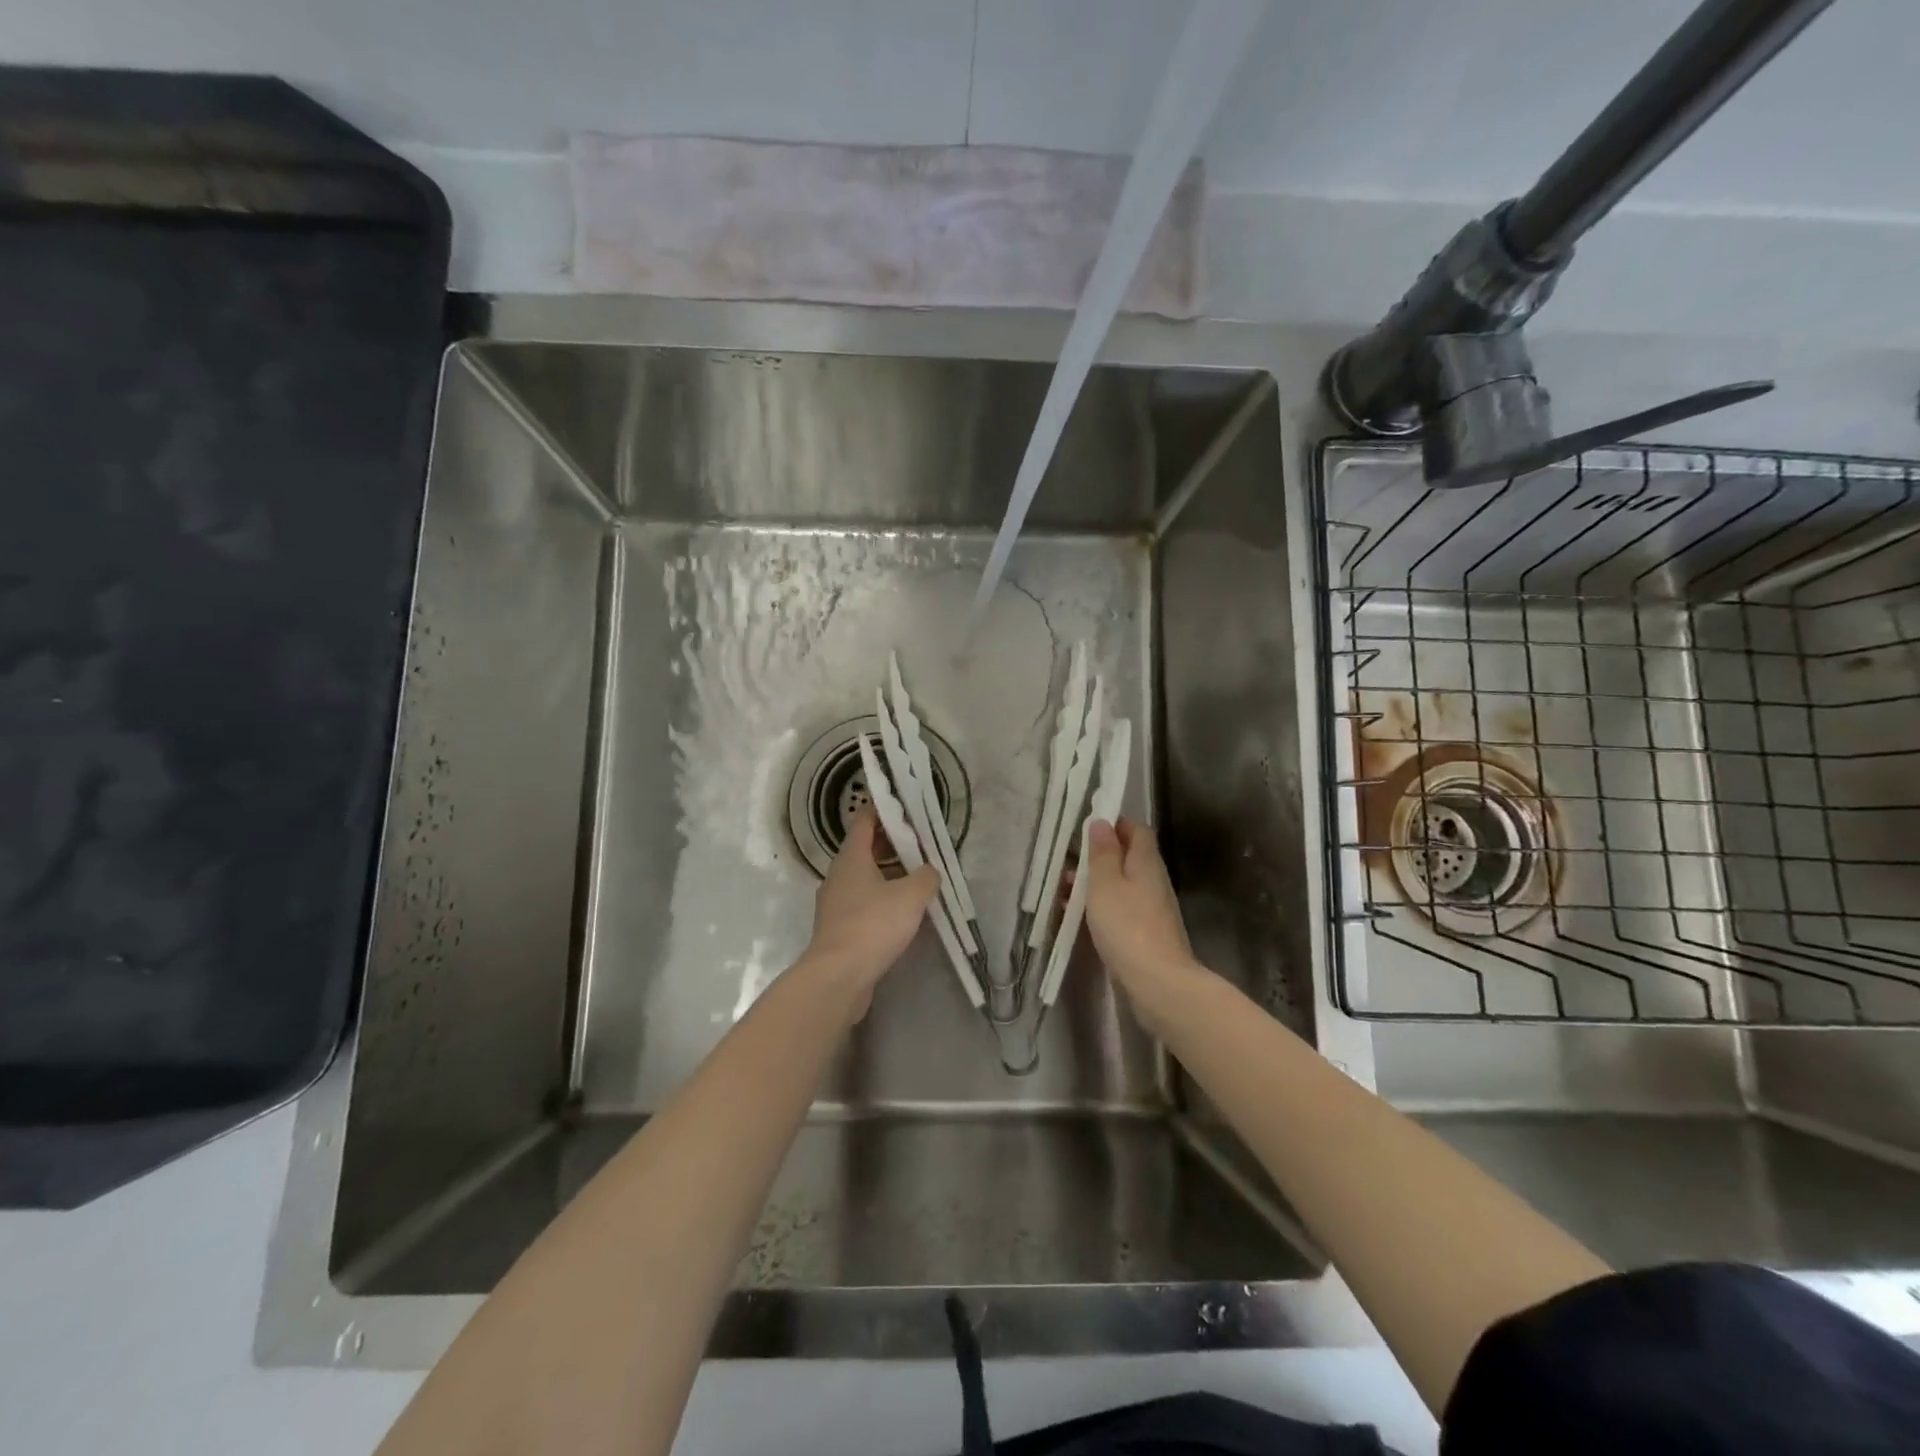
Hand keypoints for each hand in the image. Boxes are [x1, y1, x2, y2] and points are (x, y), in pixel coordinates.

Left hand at [802, 808, 938, 1019]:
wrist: (838, 977)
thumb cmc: (873, 925)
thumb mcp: (910, 896)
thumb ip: (926, 877)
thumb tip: (930, 870)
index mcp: (851, 858)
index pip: (864, 820)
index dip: (884, 809)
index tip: (905, 805)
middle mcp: (838, 875)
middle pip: (865, 849)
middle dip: (892, 843)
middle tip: (921, 843)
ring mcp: (835, 903)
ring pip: (864, 878)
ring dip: (888, 873)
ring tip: (917, 877)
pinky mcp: (839, 928)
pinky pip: (863, 903)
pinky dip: (882, 899)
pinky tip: (903, 911)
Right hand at [1083, 818, 1202, 1032]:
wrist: (1158, 982)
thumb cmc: (1127, 926)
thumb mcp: (1105, 884)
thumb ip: (1102, 852)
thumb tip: (1102, 822)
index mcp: (1146, 861)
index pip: (1136, 830)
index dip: (1114, 824)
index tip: (1086, 829)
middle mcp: (1153, 880)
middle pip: (1128, 856)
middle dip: (1098, 855)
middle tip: (1068, 862)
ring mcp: (1152, 907)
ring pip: (1122, 883)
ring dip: (1096, 883)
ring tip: (1065, 890)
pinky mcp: (1146, 931)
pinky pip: (1121, 907)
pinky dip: (1101, 905)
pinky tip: (1078, 916)